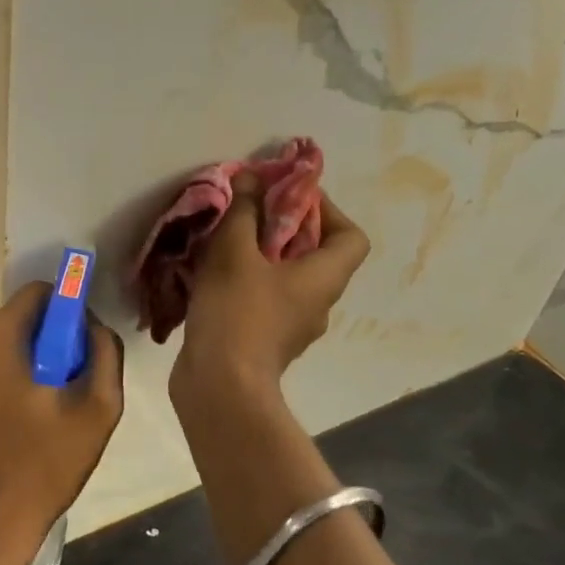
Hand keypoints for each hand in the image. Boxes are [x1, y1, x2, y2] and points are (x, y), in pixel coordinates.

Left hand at [0, 283, 125, 564]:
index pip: (41, 292)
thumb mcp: (96, 409)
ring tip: (55, 407)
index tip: (85, 347)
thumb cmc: (42, 464)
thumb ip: (105, 353)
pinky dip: (17, 376)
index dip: (70, 311)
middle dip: (54, 340)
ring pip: (10, 341)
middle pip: (24, 317)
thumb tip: (95, 327)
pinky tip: (32, 417)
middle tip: (74, 384)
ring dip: (37, 361)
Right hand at [172, 178, 369, 401]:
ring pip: (287, 278)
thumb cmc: (237, 311)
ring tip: (225, 240)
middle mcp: (318, 302)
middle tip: (249, 212)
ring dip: (261, 255)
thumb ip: (244, 211)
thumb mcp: (234, 251)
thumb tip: (252, 179)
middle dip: (284, 227)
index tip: (289, 197)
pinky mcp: (267, 342)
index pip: (352, 237)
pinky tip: (212, 275)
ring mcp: (293, 327)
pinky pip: (265, 300)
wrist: (220, 385)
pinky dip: (246, 282)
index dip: (327, 210)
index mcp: (324, 277)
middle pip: (316, 254)